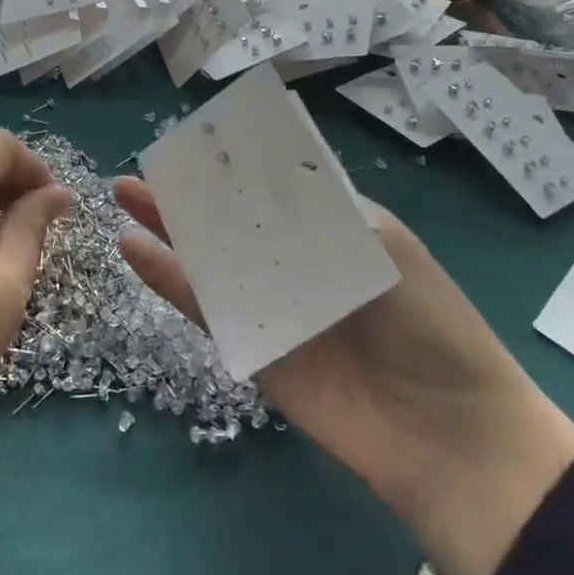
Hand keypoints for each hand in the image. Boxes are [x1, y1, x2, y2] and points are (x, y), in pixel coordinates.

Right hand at [115, 179, 573, 574]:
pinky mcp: (253, 348)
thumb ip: (318, 212)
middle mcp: (299, 260)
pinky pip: (205, 307)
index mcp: (336, 227)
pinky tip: (133, 250)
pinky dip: (169, 279)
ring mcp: (273, 305)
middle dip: (191, 189)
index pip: (276, 183)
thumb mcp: (384, 247)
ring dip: (169, 226)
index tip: (196, 137)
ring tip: (125, 193)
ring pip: (210, 257)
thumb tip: (255, 174)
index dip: (237, 161)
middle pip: (234, 217)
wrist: (447, 437)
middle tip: (147, 164)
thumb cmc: (429, 324)